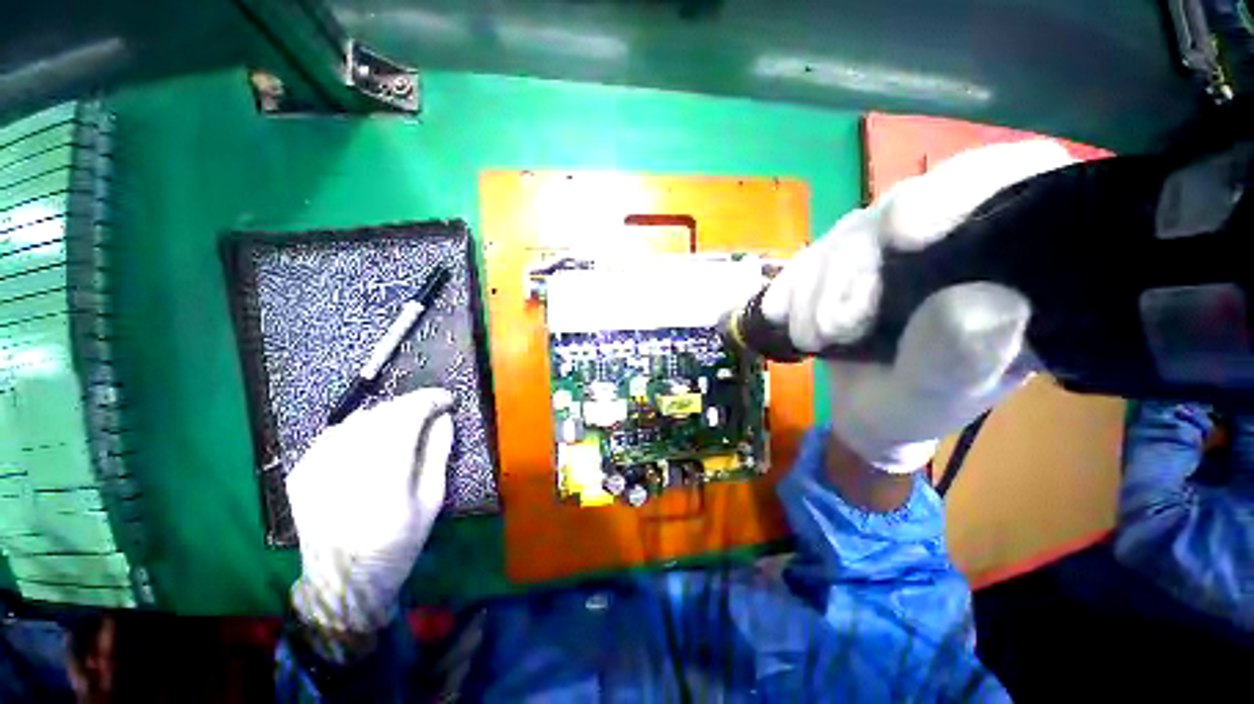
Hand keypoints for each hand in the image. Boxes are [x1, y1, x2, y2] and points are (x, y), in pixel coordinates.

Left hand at [287, 388, 454, 638]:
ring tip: (404, 426)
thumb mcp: (431, 501)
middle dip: (411, 405)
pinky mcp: (301, 472)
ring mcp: (316, 468)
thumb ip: (438, 453)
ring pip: (358, 418)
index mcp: (384, 477)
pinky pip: (335, 432)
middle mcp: (345, 466)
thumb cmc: (397, 545)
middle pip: (381, 413)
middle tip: (430, 411)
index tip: (447, 399)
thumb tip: (443, 418)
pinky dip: (359, 428)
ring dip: (387, 415)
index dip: (429, 400)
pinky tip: (371, 442)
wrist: (341, 583)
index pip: (405, 417)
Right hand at [762, 141, 1074, 473]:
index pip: (1006, 182)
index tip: (901, 234)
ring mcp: (891, 248)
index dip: (955, 191)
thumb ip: (962, 356)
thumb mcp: (939, 395)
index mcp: (1006, 265)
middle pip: (902, 209)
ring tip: (809, 340)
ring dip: (814, 287)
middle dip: (852, 268)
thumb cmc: (914, 410)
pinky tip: (777, 315)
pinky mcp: (846, 262)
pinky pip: (810, 257)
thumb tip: (992, 300)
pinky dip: (790, 286)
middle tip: (831, 330)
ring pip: (847, 236)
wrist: (866, 414)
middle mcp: (952, 240)